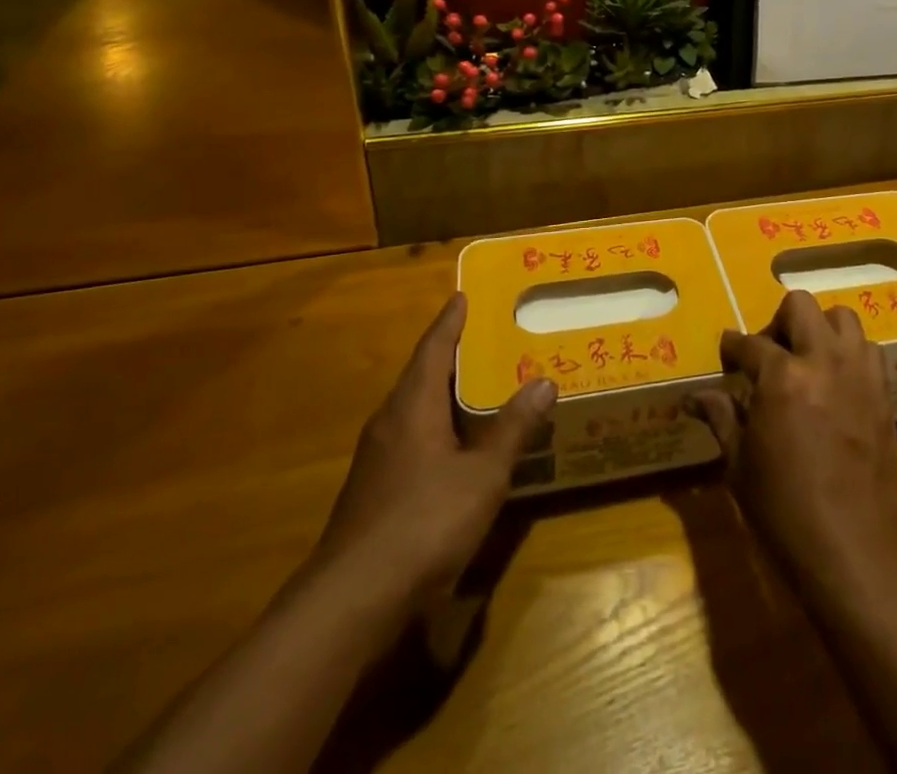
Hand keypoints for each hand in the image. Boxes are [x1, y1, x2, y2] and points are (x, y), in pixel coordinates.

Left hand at [311, 293, 554, 610]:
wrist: (351, 601)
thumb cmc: (424, 522)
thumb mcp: (482, 475)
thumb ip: (512, 429)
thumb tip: (544, 382)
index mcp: (413, 405)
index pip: (434, 347)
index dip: (451, 321)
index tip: (463, 296)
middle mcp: (390, 421)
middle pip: (422, 375)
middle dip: (452, 355)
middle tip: (487, 338)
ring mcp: (377, 458)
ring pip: (415, 409)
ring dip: (445, 394)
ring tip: (480, 387)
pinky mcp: (374, 490)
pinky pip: (411, 438)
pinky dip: (437, 428)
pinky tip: (458, 447)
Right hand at [690, 291, 896, 603]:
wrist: (850, 551)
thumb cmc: (783, 510)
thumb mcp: (739, 465)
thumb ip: (721, 417)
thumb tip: (695, 396)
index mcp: (782, 378)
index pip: (750, 343)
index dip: (733, 348)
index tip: (728, 355)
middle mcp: (823, 362)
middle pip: (801, 306)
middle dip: (779, 321)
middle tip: (770, 353)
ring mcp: (859, 375)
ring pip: (843, 318)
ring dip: (820, 330)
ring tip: (808, 361)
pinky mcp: (883, 394)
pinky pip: (868, 351)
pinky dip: (850, 354)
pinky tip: (836, 383)